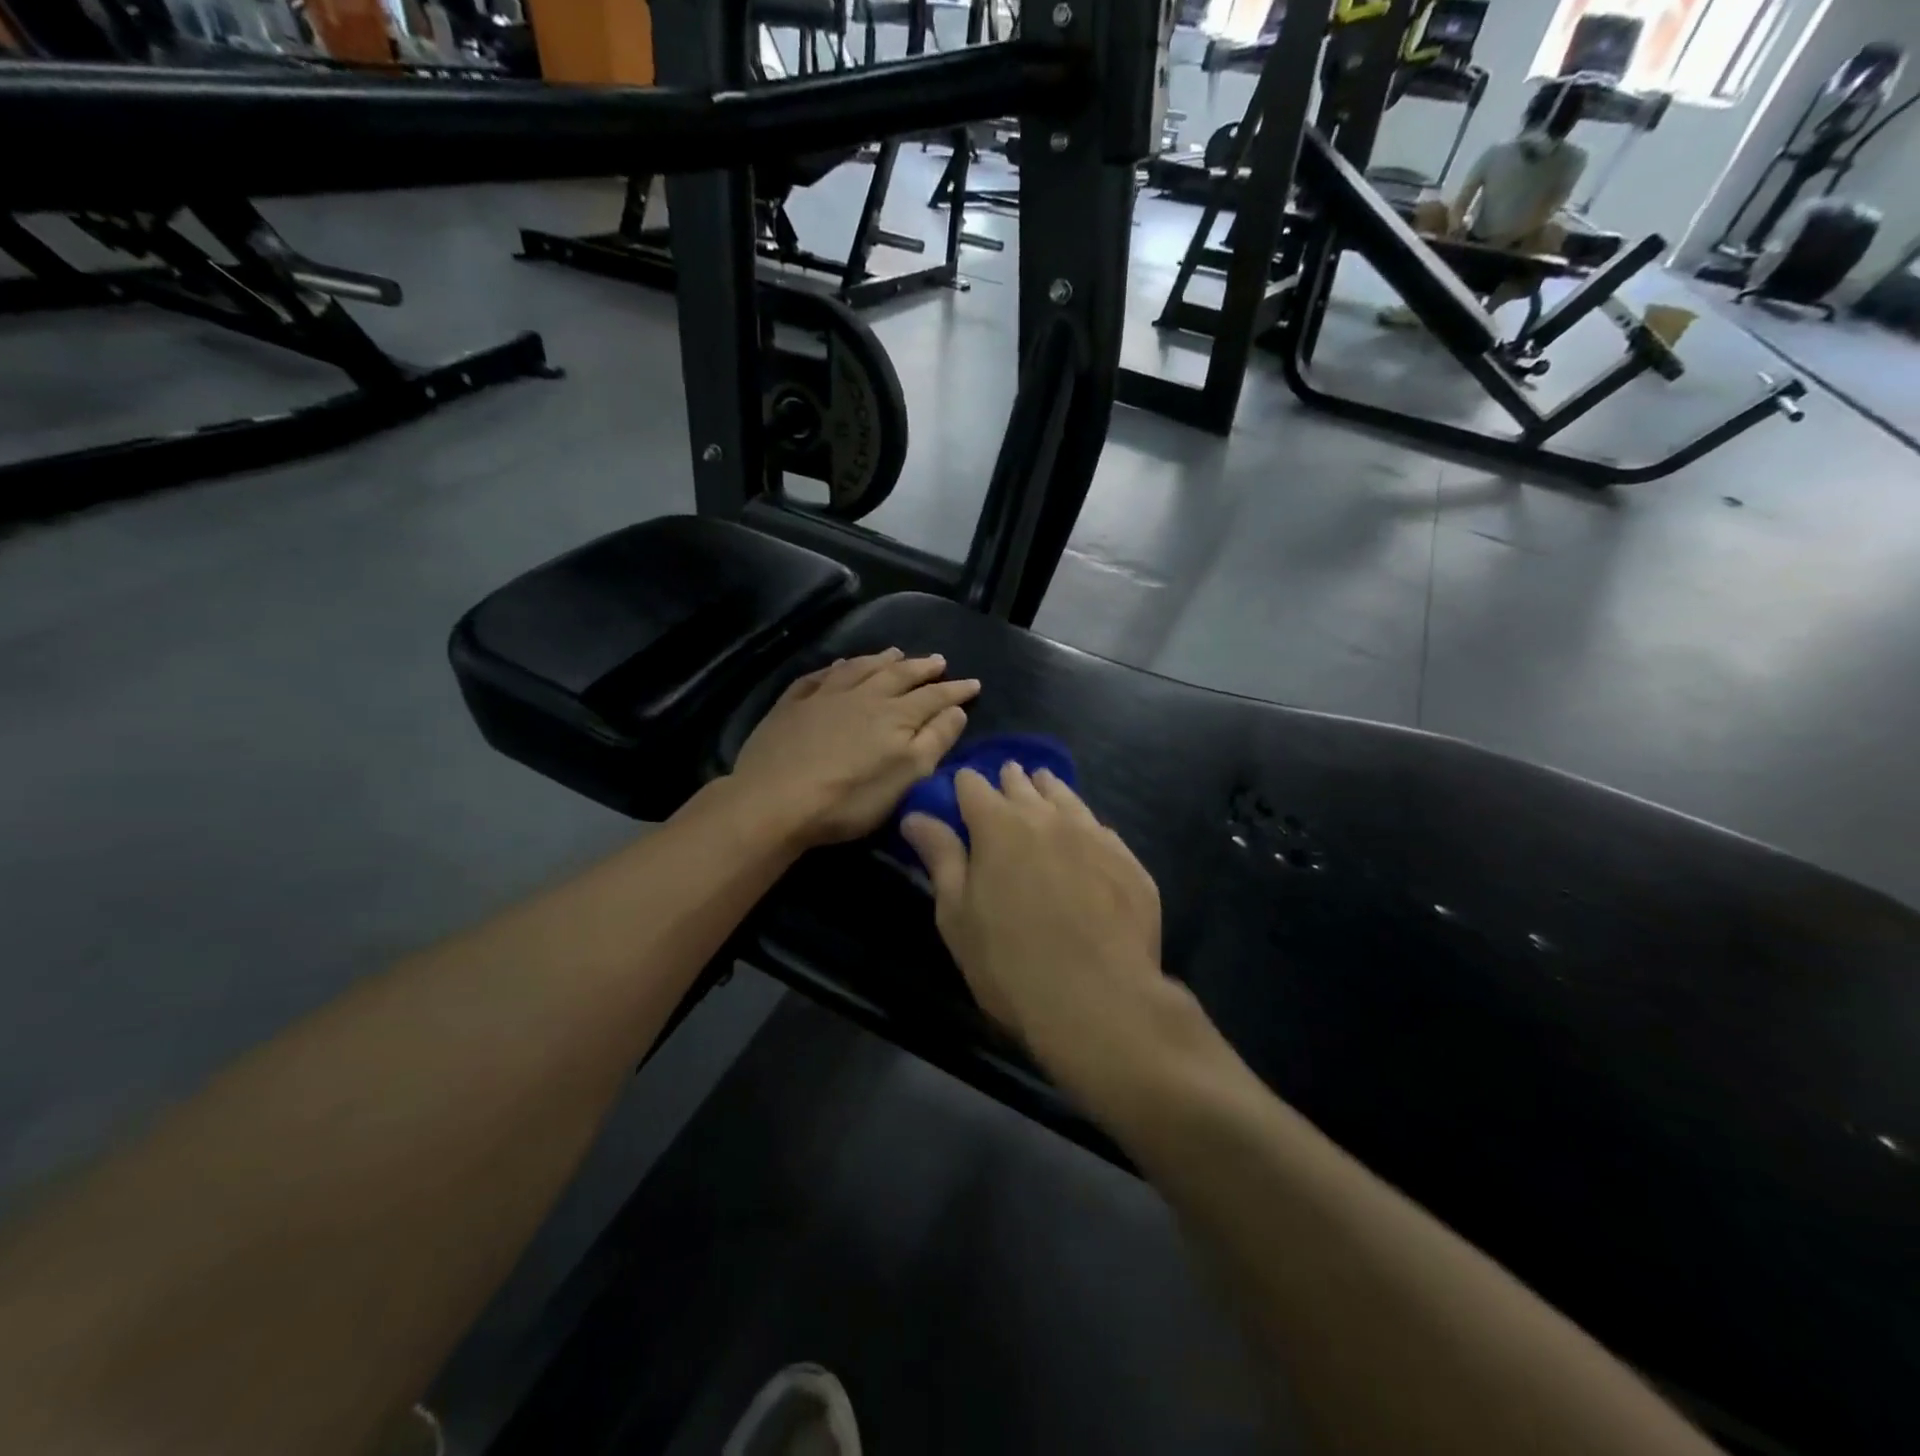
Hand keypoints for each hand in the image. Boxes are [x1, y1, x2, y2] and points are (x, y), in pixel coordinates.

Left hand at [731, 649, 978, 846]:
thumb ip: (935, 740)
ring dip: (880, 660)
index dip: (955, 690)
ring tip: (895, 652)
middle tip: (938, 660)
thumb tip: (956, 710)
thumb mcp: (906, 777)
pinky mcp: (792, 705)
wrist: (774, 800)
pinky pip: (819, 676)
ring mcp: (824, 697)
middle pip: (898, 675)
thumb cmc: (849, 798)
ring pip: (859, 668)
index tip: (973, 683)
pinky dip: (835, 668)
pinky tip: (838, 666)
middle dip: (921, 667)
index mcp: (895, 716)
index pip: (934, 697)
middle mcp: (863, 696)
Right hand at [900, 764, 1164, 1068]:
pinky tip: (1087, 836)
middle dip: (1008, 782)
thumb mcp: (957, 915)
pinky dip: (1085, 826)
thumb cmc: (1008, 962)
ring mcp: (1093, 835)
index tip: (960, 794)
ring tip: (1043, 786)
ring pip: (1066, 797)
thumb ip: (940, 858)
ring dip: (1049, 791)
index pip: (973, 785)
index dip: (963, 787)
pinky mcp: (1128, 861)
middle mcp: (1047, 817)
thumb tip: (916, 816)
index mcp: (998, 825)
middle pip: (1022, 784)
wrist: (1098, 1000)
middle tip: (1004, 782)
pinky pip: (1101, 830)